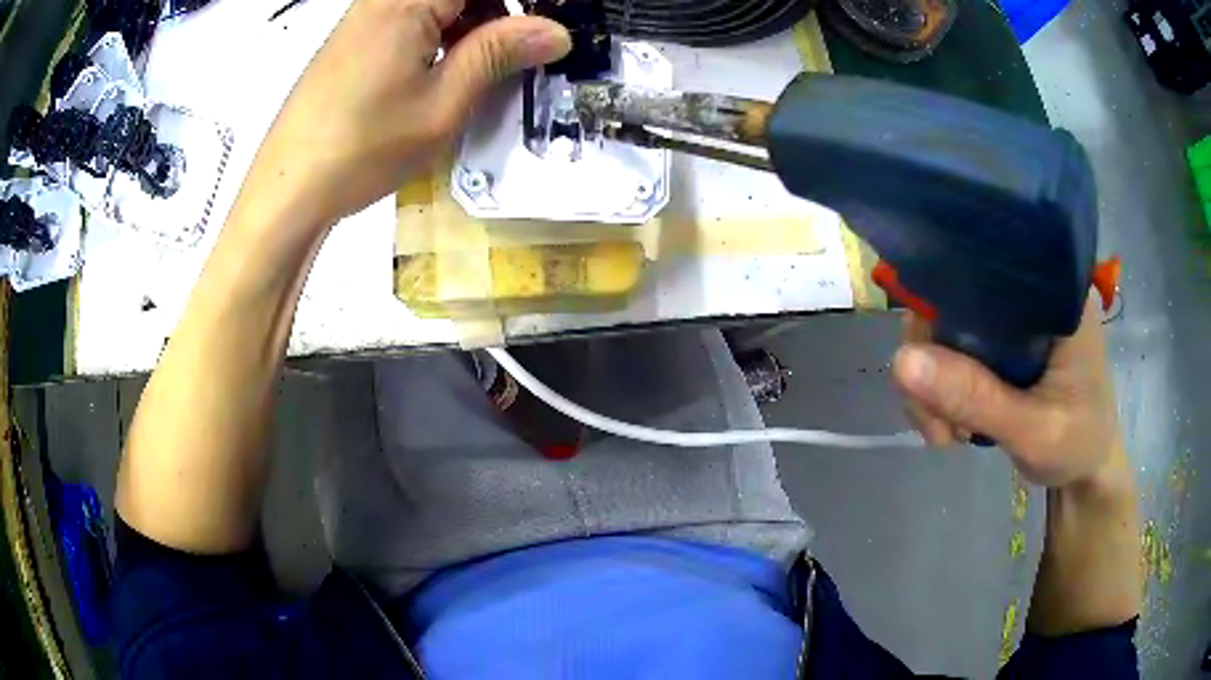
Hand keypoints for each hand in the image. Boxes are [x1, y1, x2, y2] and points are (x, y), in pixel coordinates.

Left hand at [246, 0, 570, 223]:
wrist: (287, 188)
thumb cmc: (361, 149)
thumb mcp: (442, 105)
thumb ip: (498, 54)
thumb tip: (556, 32)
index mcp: (408, 2)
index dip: (524, 5)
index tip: (547, 30)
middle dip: (499, 11)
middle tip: (523, 51)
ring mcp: (365, 16)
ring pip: (438, 4)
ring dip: (473, 23)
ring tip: (486, 67)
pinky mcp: (355, 38)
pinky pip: (412, 17)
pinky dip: (441, 33)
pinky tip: (446, 69)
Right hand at [892, 296, 1124, 487]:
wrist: (1088, 472)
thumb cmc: (1078, 444)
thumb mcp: (1033, 430)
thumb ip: (976, 397)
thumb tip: (901, 361)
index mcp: (1053, 289)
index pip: (985, 261)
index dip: (942, 294)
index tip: (925, 357)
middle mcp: (1029, 291)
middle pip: (956, 296)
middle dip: (933, 358)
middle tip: (938, 421)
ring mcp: (1013, 319)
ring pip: (947, 329)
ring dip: (932, 384)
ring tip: (946, 433)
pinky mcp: (1001, 344)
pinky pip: (952, 354)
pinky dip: (940, 392)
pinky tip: (950, 426)